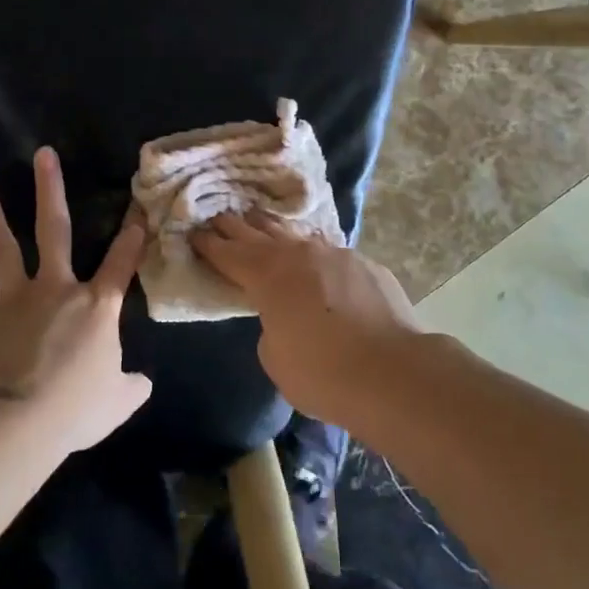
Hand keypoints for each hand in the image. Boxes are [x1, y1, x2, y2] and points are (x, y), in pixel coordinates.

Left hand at [0, 147, 151, 454]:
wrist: (15, 422)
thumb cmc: (75, 408)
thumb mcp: (116, 403)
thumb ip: (129, 387)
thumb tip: (142, 385)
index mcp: (95, 306)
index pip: (121, 264)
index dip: (132, 237)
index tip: (138, 209)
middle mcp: (55, 291)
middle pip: (53, 230)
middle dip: (49, 190)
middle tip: (43, 155)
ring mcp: (15, 305)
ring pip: (2, 252)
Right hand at [190, 213, 423, 428]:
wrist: (392, 372)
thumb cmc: (322, 373)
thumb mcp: (276, 358)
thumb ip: (272, 327)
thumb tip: (285, 316)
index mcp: (268, 276)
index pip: (230, 254)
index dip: (210, 244)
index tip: (195, 232)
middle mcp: (298, 254)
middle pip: (259, 233)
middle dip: (236, 226)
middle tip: (219, 216)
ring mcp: (335, 254)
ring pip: (297, 235)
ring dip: (274, 229)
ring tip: (259, 219)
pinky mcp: (365, 264)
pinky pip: (329, 252)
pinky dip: (313, 252)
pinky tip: (314, 255)